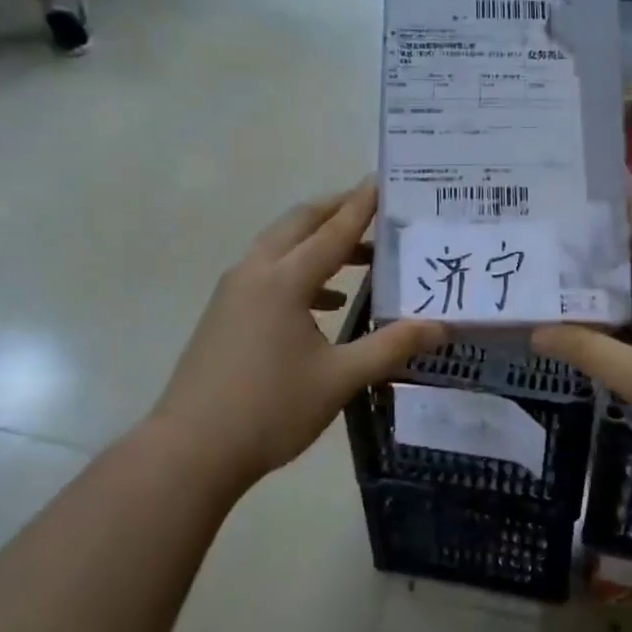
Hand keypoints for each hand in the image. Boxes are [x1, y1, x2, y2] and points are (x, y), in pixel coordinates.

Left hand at [148, 181, 442, 492]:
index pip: (333, 231)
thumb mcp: (340, 378)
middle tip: (373, 207)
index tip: (382, 180)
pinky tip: (324, 302)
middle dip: (336, 211)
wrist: (191, 450)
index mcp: (284, 280)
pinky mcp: (223, 313)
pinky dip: (298, 272)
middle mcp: (255, 273)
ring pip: (279, 246)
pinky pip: (267, 273)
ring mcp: (232, 292)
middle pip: (299, 224)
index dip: (361, 206)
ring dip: (317, 243)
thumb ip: (391, 346)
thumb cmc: (270, 410)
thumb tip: (440, 326)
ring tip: (360, 257)